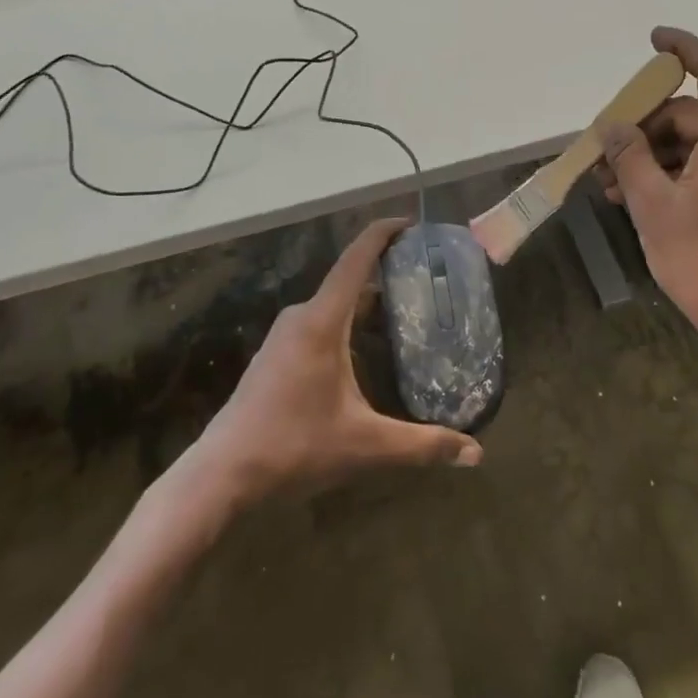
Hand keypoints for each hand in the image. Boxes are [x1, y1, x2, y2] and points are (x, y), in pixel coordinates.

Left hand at [196, 219, 481, 502]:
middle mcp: (302, 316)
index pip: (357, 258)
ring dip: (368, 305)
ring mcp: (285, 335)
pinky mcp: (277, 354)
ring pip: (335, 305)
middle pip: (351, 281)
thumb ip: (423, 445)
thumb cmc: (295, 446)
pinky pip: (320, 323)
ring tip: (407, 317)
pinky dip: (349, 324)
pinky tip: (367, 352)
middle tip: (428, 284)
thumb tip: (475, 455)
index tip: (414, 224)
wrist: (222, 473)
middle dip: (388, 275)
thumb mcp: (366, 446)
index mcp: (323, 321)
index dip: (384, 234)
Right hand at [598, 28, 697, 377]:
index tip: (653, 40)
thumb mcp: (652, 205)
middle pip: (695, 113)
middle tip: (605, 155)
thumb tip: (613, 125)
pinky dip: (681, 173)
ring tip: (614, 187)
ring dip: (657, 156)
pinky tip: (644, 199)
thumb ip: (629, 155)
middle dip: (647, 128)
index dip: (683, 47)